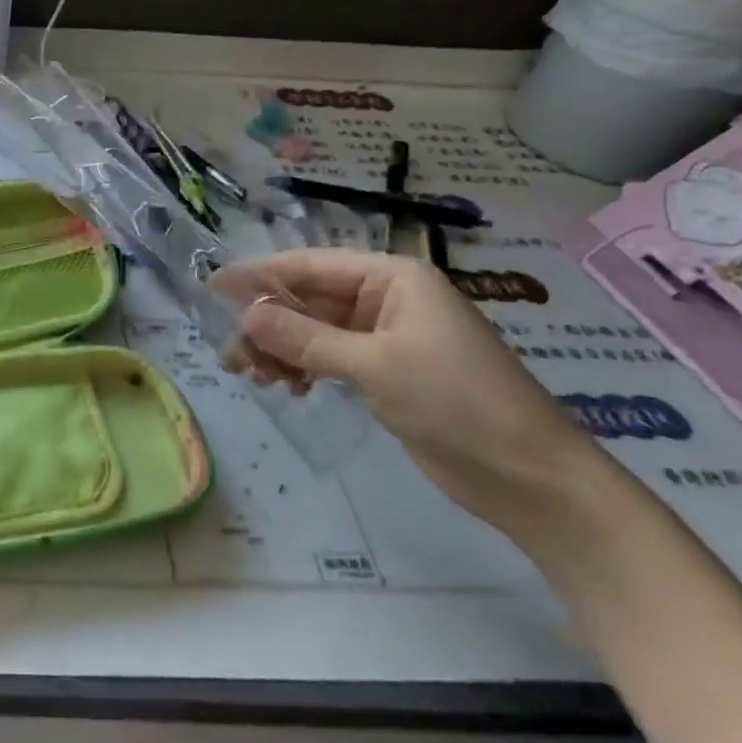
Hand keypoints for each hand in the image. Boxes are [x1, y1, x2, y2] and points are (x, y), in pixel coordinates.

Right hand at [217, 249, 605, 530]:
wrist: (530, 477)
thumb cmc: (457, 403)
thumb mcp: (375, 365)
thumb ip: (305, 338)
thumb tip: (244, 315)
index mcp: (391, 278)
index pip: (310, 265)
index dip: (259, 276)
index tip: (211, 288)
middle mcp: (386, 299)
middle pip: (308, 299)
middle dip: (267, 323)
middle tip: (232, 355)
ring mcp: (386, 337)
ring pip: (314, 331)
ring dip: (281, 349)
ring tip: (255, 377)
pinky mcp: (386, 372)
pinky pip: (329, 357)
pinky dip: (304, 368)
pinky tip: (288, 388)